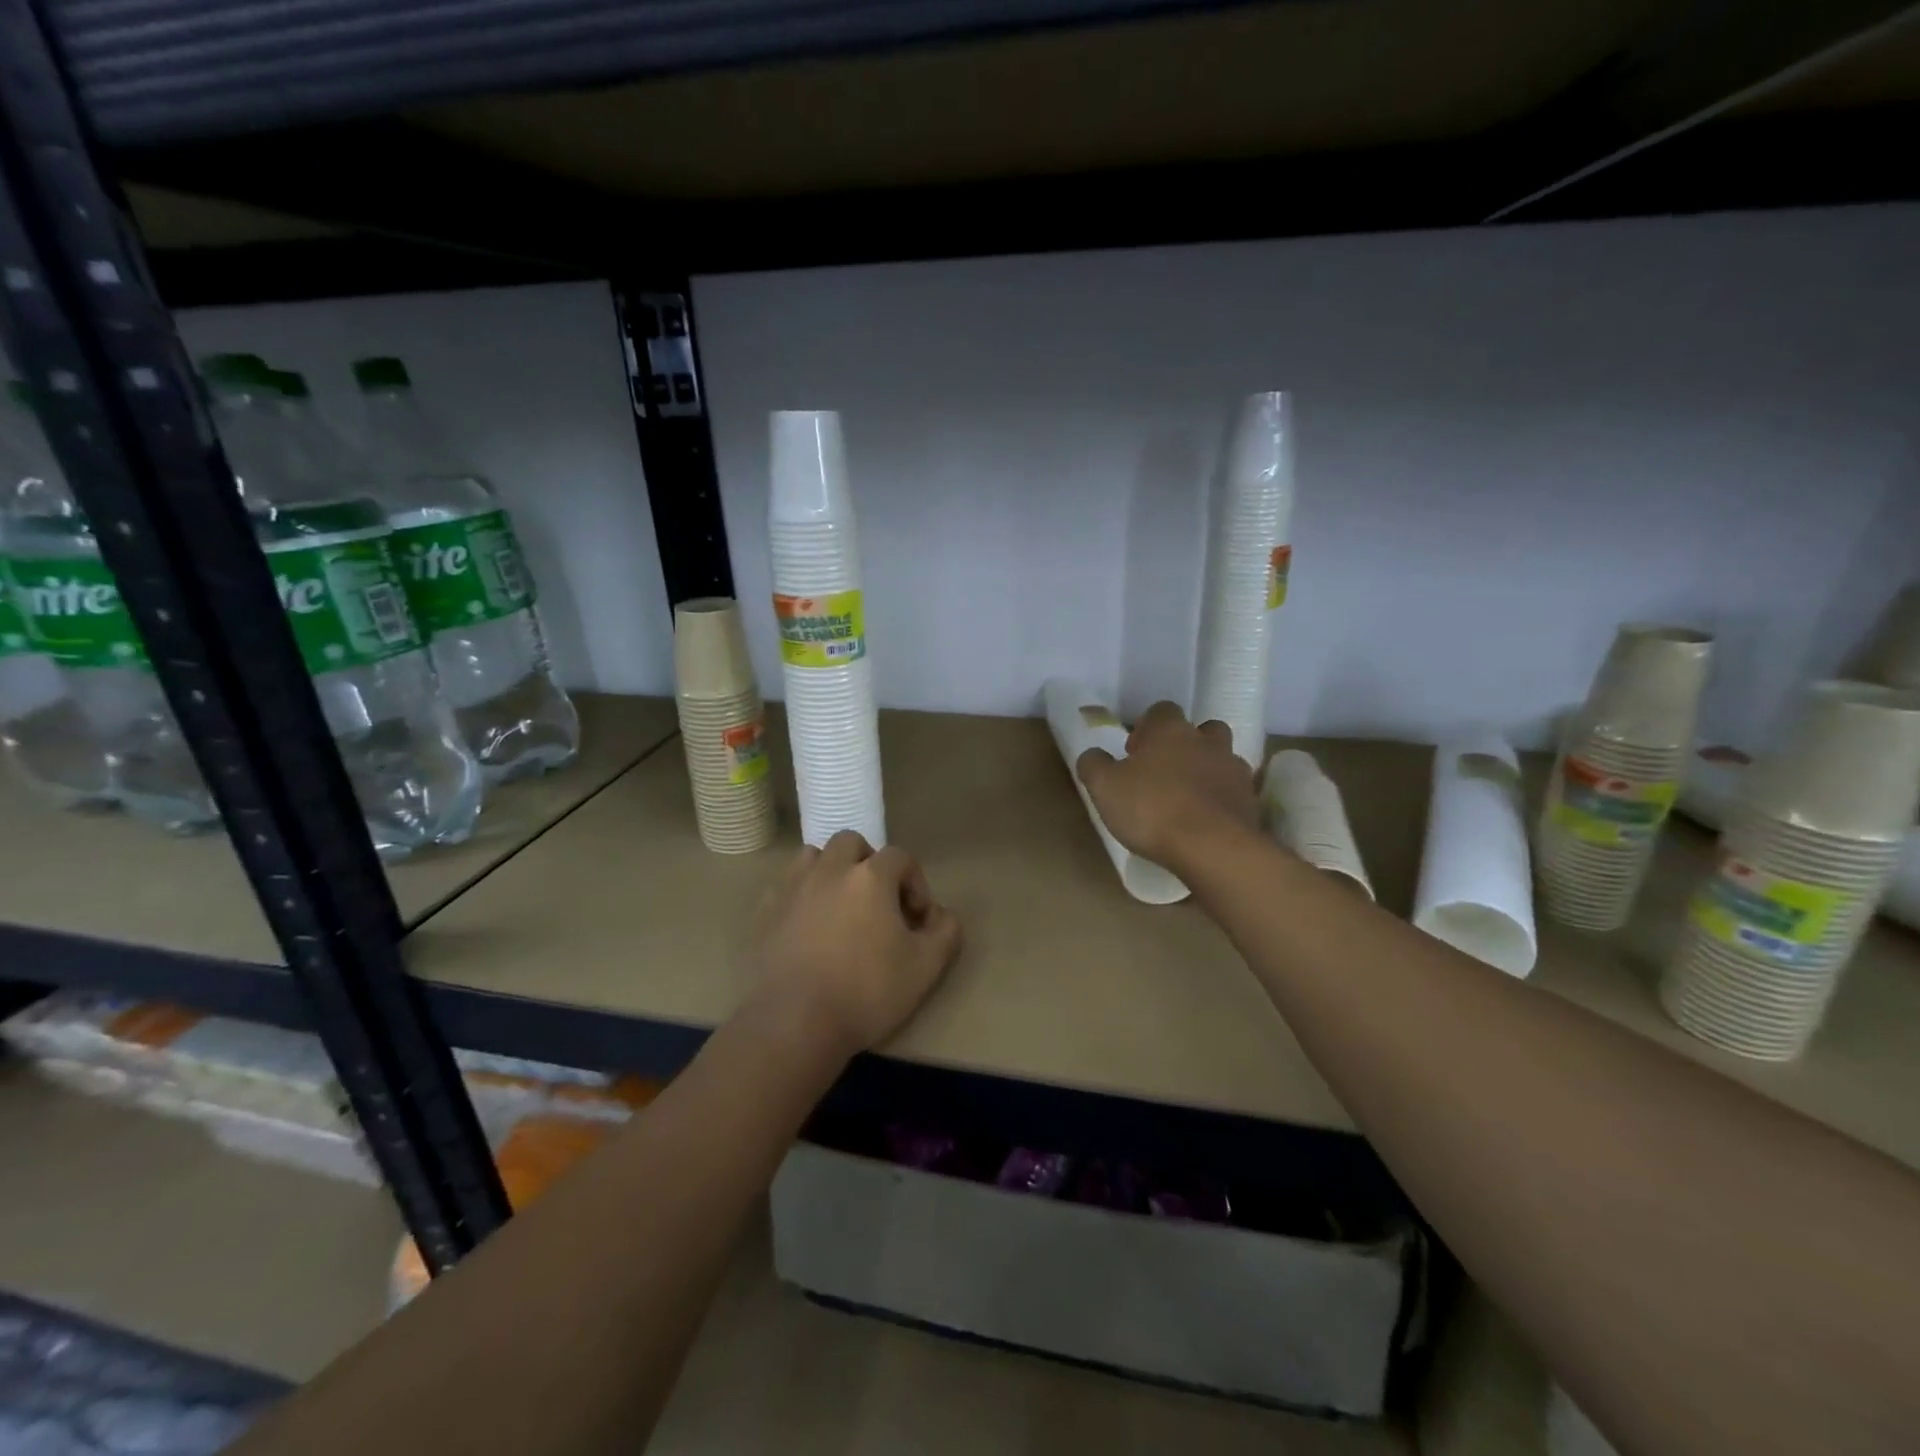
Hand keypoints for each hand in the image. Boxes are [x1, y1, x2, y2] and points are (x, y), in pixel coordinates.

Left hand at [747, 831, 963, 1060]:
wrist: (795, 1023)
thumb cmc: (866, 991)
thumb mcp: (925, 968)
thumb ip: (945, 932)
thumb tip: (941, 914)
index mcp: (870, 877)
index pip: (900, 857)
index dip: (915, 882)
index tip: (917, 918)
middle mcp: (829, 870)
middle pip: (852, 843)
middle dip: (869, 863)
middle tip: (878, 901)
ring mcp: (792, 888)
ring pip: (814, 857)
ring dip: (832, 871)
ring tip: (841, 905)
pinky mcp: (765, 911)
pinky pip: (787, 886)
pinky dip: (802, 895)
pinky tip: (809, 926)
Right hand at [1076, 701, 1258, 870]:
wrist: (1213, 847)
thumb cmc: (1152, 809)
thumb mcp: (1104, 787)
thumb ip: (1094, 765)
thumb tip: (1092, 755)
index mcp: (1170, 731)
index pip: (1161, 711)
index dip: (1147, 728)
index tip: (1135, 753)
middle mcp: (1206, 742)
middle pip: (1202, 730)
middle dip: (1185, 745)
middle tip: (1165, 772)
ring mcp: (1234, 770)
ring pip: (1222, 759)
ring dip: (1207, 771)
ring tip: (1187, 799)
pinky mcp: (1250, 802)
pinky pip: (1234, 792)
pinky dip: (1221, 800)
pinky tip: (1205, 822)